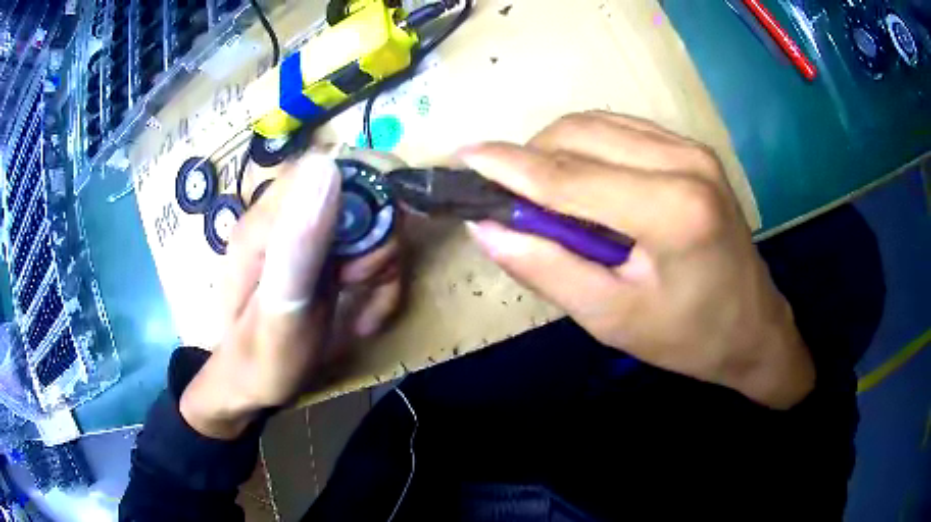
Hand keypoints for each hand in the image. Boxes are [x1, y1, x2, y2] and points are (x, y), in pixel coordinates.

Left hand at [180, 154, 403, 438]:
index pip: (330, 171)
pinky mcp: (320, 249)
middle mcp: (284, 216)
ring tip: (363, 312)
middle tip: (358, 289)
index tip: (358, 267)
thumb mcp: (279, 316)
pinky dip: (380, 279)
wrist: (250, 384)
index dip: (363, 208)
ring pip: (373, 222)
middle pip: (360, 194)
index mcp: (265, 223)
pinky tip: (365, 312)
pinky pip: (369, 246)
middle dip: (377, 246)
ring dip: (382, 268)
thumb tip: (326, 166)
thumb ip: (298, 248)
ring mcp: (304, 231)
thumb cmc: (260, 363)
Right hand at [461, 112, 813, 408]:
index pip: (569, 175)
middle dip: (531, 158)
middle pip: (580, 134)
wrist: (753, 327)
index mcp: (672, 210)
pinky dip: (587, 147)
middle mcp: (685, 162)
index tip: (463, 156)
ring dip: (557, 151)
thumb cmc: (687, 337)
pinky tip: (583, 180)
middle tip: (508, 198)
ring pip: (597, 124)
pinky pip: (621, 130)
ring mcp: (692, 149)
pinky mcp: (693, 150)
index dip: (508, 165)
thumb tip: (486, 228)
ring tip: (543, 194)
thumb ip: (547, 268)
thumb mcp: (612, 318)